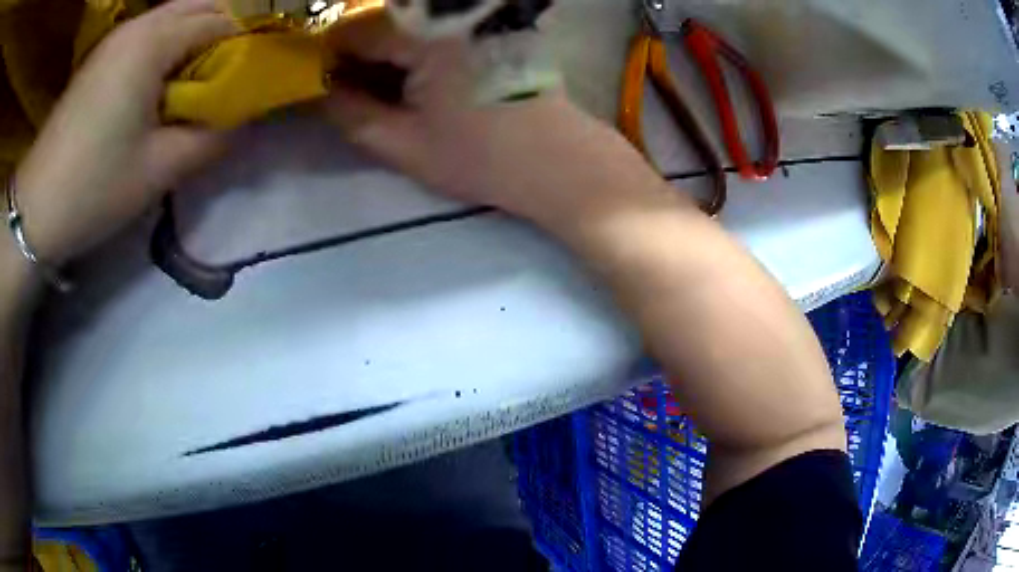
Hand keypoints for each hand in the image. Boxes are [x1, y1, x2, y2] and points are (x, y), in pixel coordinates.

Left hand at [11, 0, 236, 265]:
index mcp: (153, 42)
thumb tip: (242, 122)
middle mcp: (137, 26)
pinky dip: (165, 46)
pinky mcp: (100, 57)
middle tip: (227, 76)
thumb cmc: (93, 188)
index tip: (251, 78)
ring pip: (171, 17)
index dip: (244, 44)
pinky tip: (159, 83)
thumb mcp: (159, 170)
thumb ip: (211, 138)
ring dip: (192, 39)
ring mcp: (115, 39)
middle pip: (198, 6)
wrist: (34, 209)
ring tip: (194, 81)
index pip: (220, 21)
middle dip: (222, 32)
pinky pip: (146, 34)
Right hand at [321, 11, 635, 225]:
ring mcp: (478, 18)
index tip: (326, 86)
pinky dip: (419, 49)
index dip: (330, 58)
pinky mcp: (495, 28)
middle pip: (384, 21)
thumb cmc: (483, 157)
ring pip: (411, 24)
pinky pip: (440, 28)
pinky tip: (422, 81)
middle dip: (360, 55)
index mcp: (426, 33)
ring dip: (389, 53)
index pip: (354, 30)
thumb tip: (324, 93)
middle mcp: (453, 13)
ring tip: (388, 93)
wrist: (560, 162)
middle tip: (356, 95)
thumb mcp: (404, 145)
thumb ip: (352, 116)